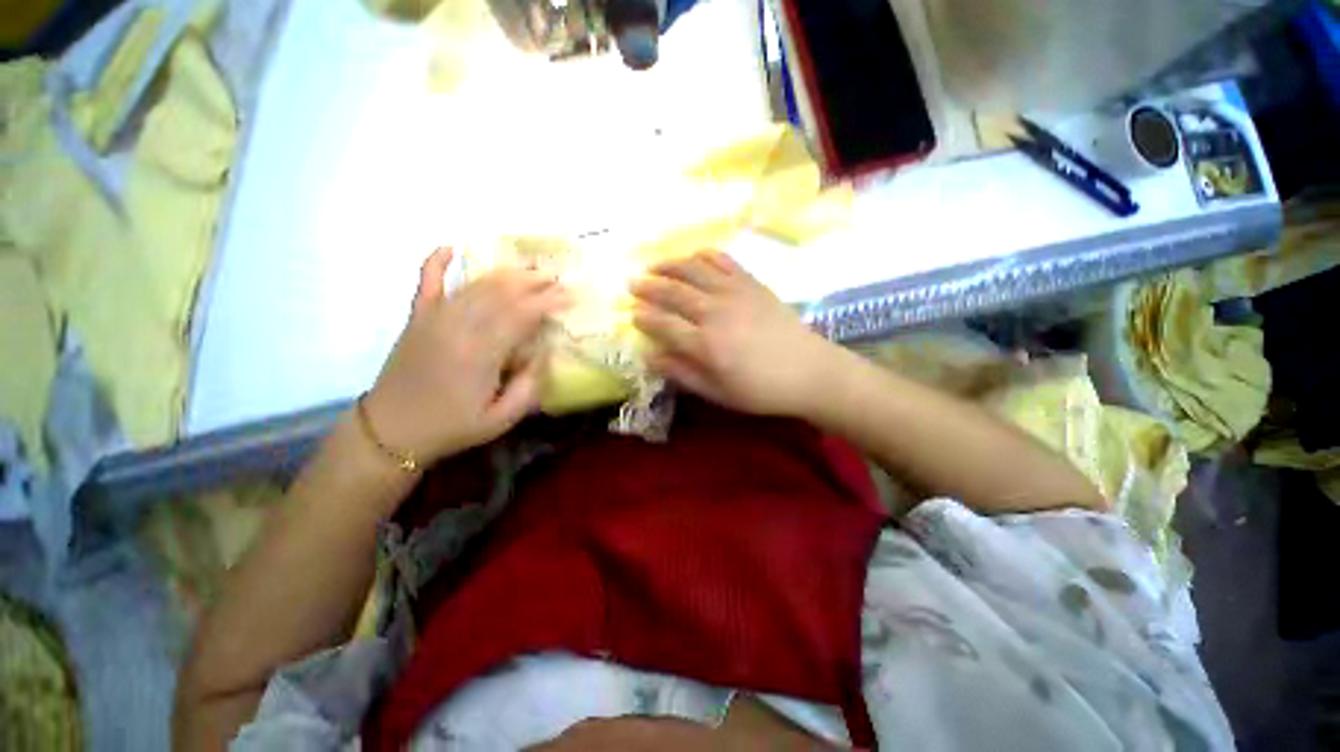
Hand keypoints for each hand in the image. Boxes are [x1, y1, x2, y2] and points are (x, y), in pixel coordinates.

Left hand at [364, 248, 566, 465]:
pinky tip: (449, 247)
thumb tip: (544, 352)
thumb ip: (529, 386)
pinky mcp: (416, 319)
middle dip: (533, 281)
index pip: (521, 315)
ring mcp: (434, 319)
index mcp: (481, 354)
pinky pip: (426, 283)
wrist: (391, 431)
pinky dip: (436, 262)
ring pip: (475, 285)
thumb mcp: (502, 419)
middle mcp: (458, 327)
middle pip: (501, 293)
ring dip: (505, 273)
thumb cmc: (452, 427)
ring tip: (530, 268)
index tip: (570, 295)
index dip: (548, 301)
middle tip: (557, 276)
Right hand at [630, 251, 839, 417]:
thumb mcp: (717, 393)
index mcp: (705, 344)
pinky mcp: (752, 283)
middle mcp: (715, 312)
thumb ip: (682, 373)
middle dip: (648, 287)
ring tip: (654, 266)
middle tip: (632, 283)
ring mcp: (734, 292)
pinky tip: (693, 257)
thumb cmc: (760, 389)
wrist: (809, 371)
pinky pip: (723, 260)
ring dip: (669, 265)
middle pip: (674, 292)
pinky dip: (704, 255)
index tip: (631, 313)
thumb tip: (651, 357)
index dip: (644, 318)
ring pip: (694, 270)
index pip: (664, 325)